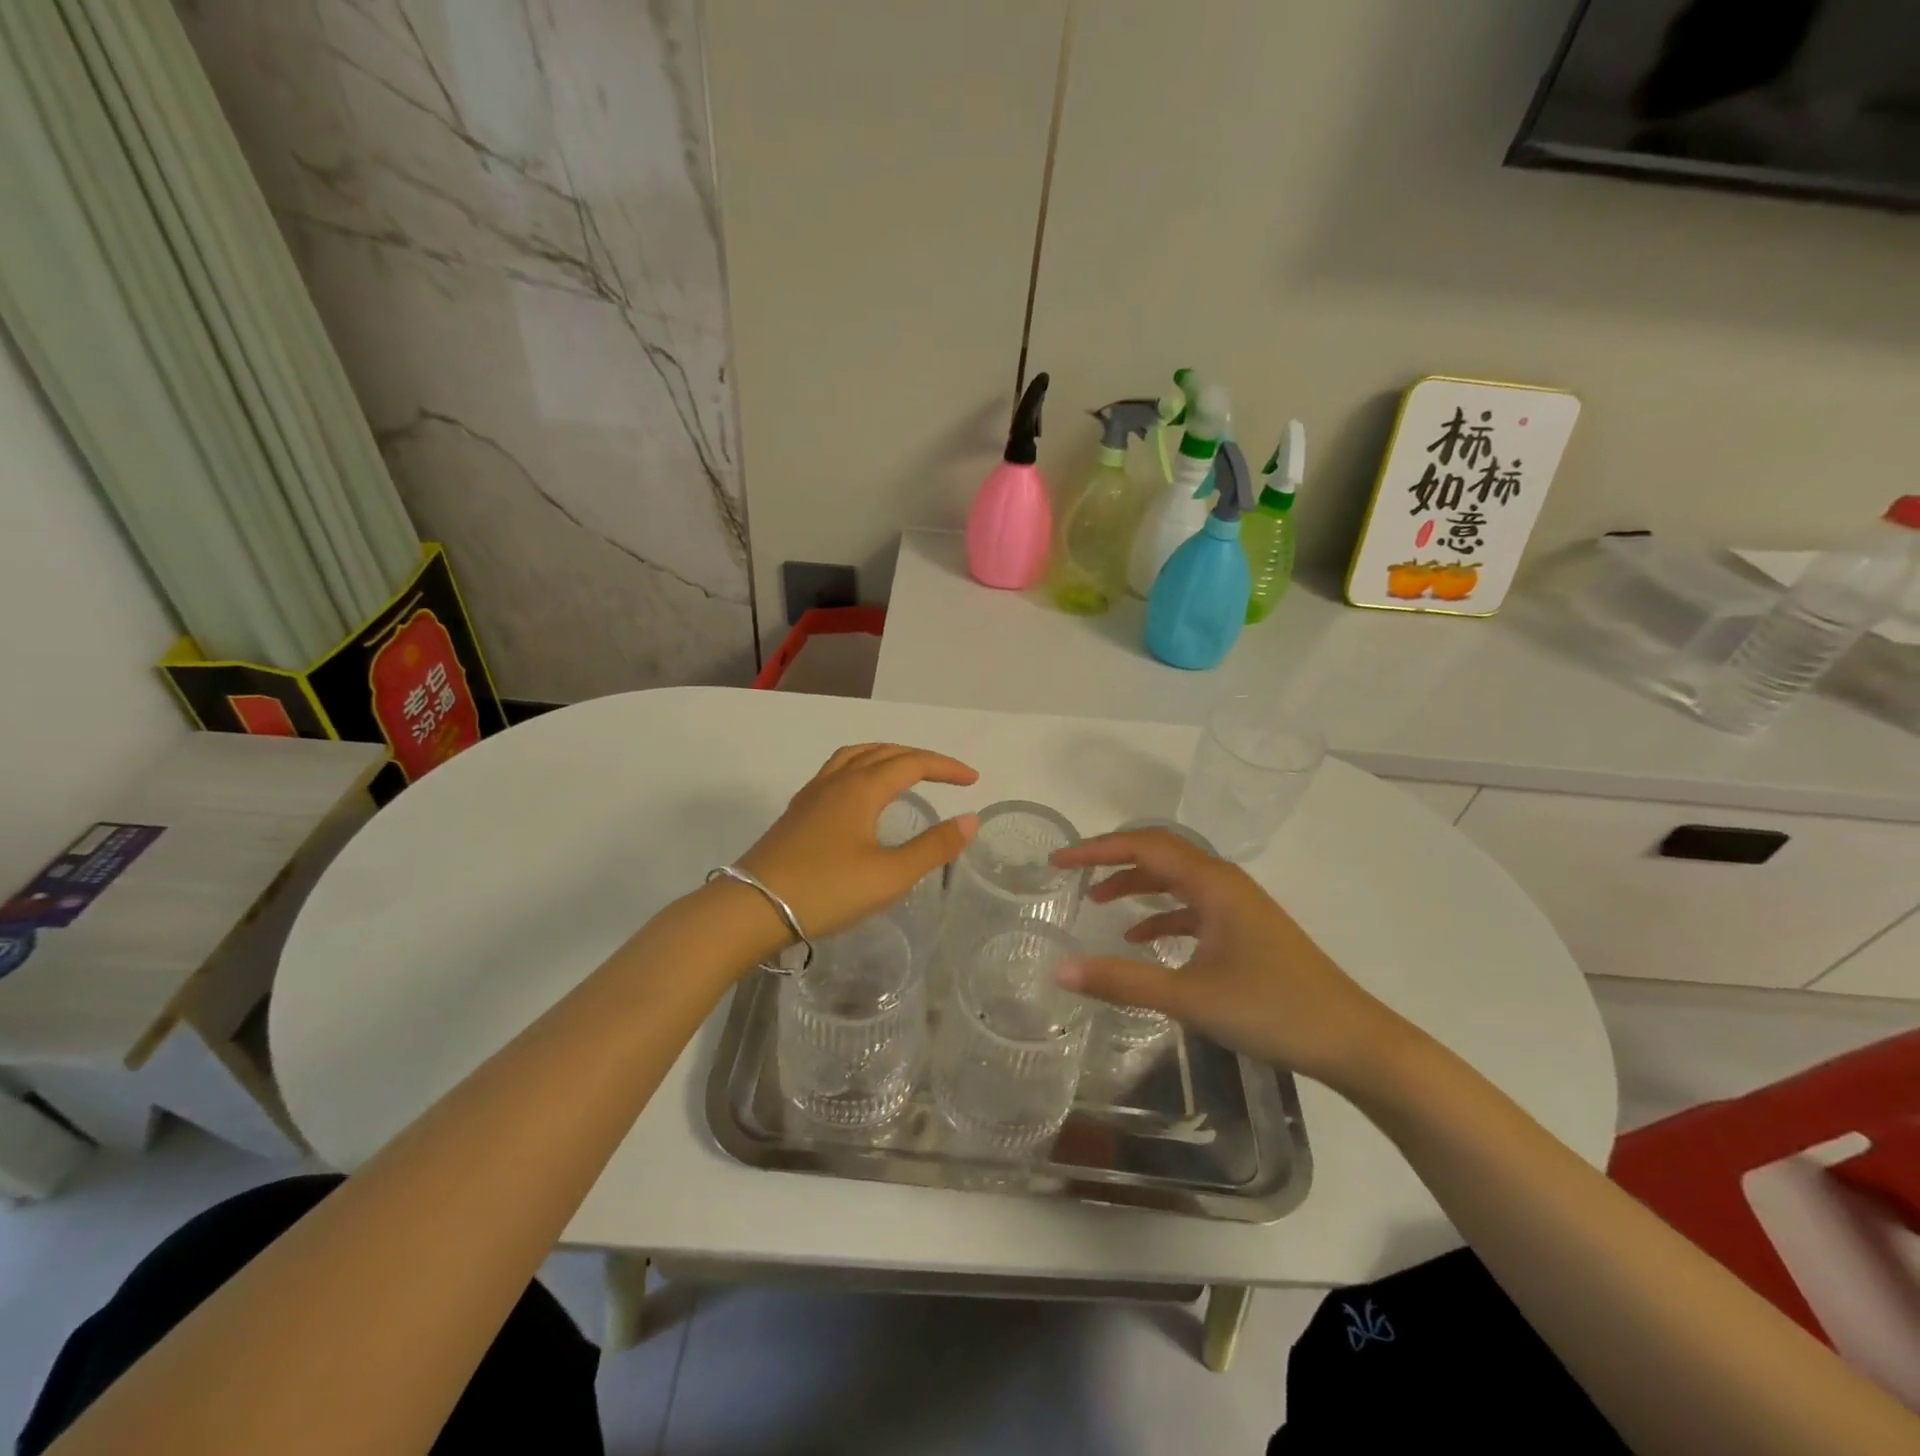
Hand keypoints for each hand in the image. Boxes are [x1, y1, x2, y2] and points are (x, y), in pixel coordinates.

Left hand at [736, 743, 979, 943]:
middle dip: (919, 758)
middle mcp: (836, 781)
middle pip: (883, 752)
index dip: (945, 767)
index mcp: (862, 788)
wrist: (753, 908)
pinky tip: (860, 796)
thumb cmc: (827, 891)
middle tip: (946, 775)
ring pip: (854, 757)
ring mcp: (811, 795)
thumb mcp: (890, 875)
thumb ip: (933, 847)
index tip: (972, 780)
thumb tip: (970, 818)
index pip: (912, 762)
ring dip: (885, 756)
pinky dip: (860, 769)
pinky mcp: (796, 813)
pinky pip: (835, 772)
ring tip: (904, 771)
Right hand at [1050, 829, 1404, 1087]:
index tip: (1058, 862)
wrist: (1353, 1041)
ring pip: (1176, 880)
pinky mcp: (1246, 930)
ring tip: (1098, 902)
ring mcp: (1238, 906)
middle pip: (1159, 854)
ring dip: (1137, 885)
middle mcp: (1224, 882)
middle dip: (1113, 859)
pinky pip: (1193, 907)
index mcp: (1211, 883)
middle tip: (1073, 873)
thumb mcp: (1189, 997)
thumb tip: (1060, 969)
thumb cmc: (1271, 1010)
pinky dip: (1162, 914)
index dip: (1096, 849)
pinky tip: (1142, 939)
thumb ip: (1121, 981)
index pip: (1143, 846)